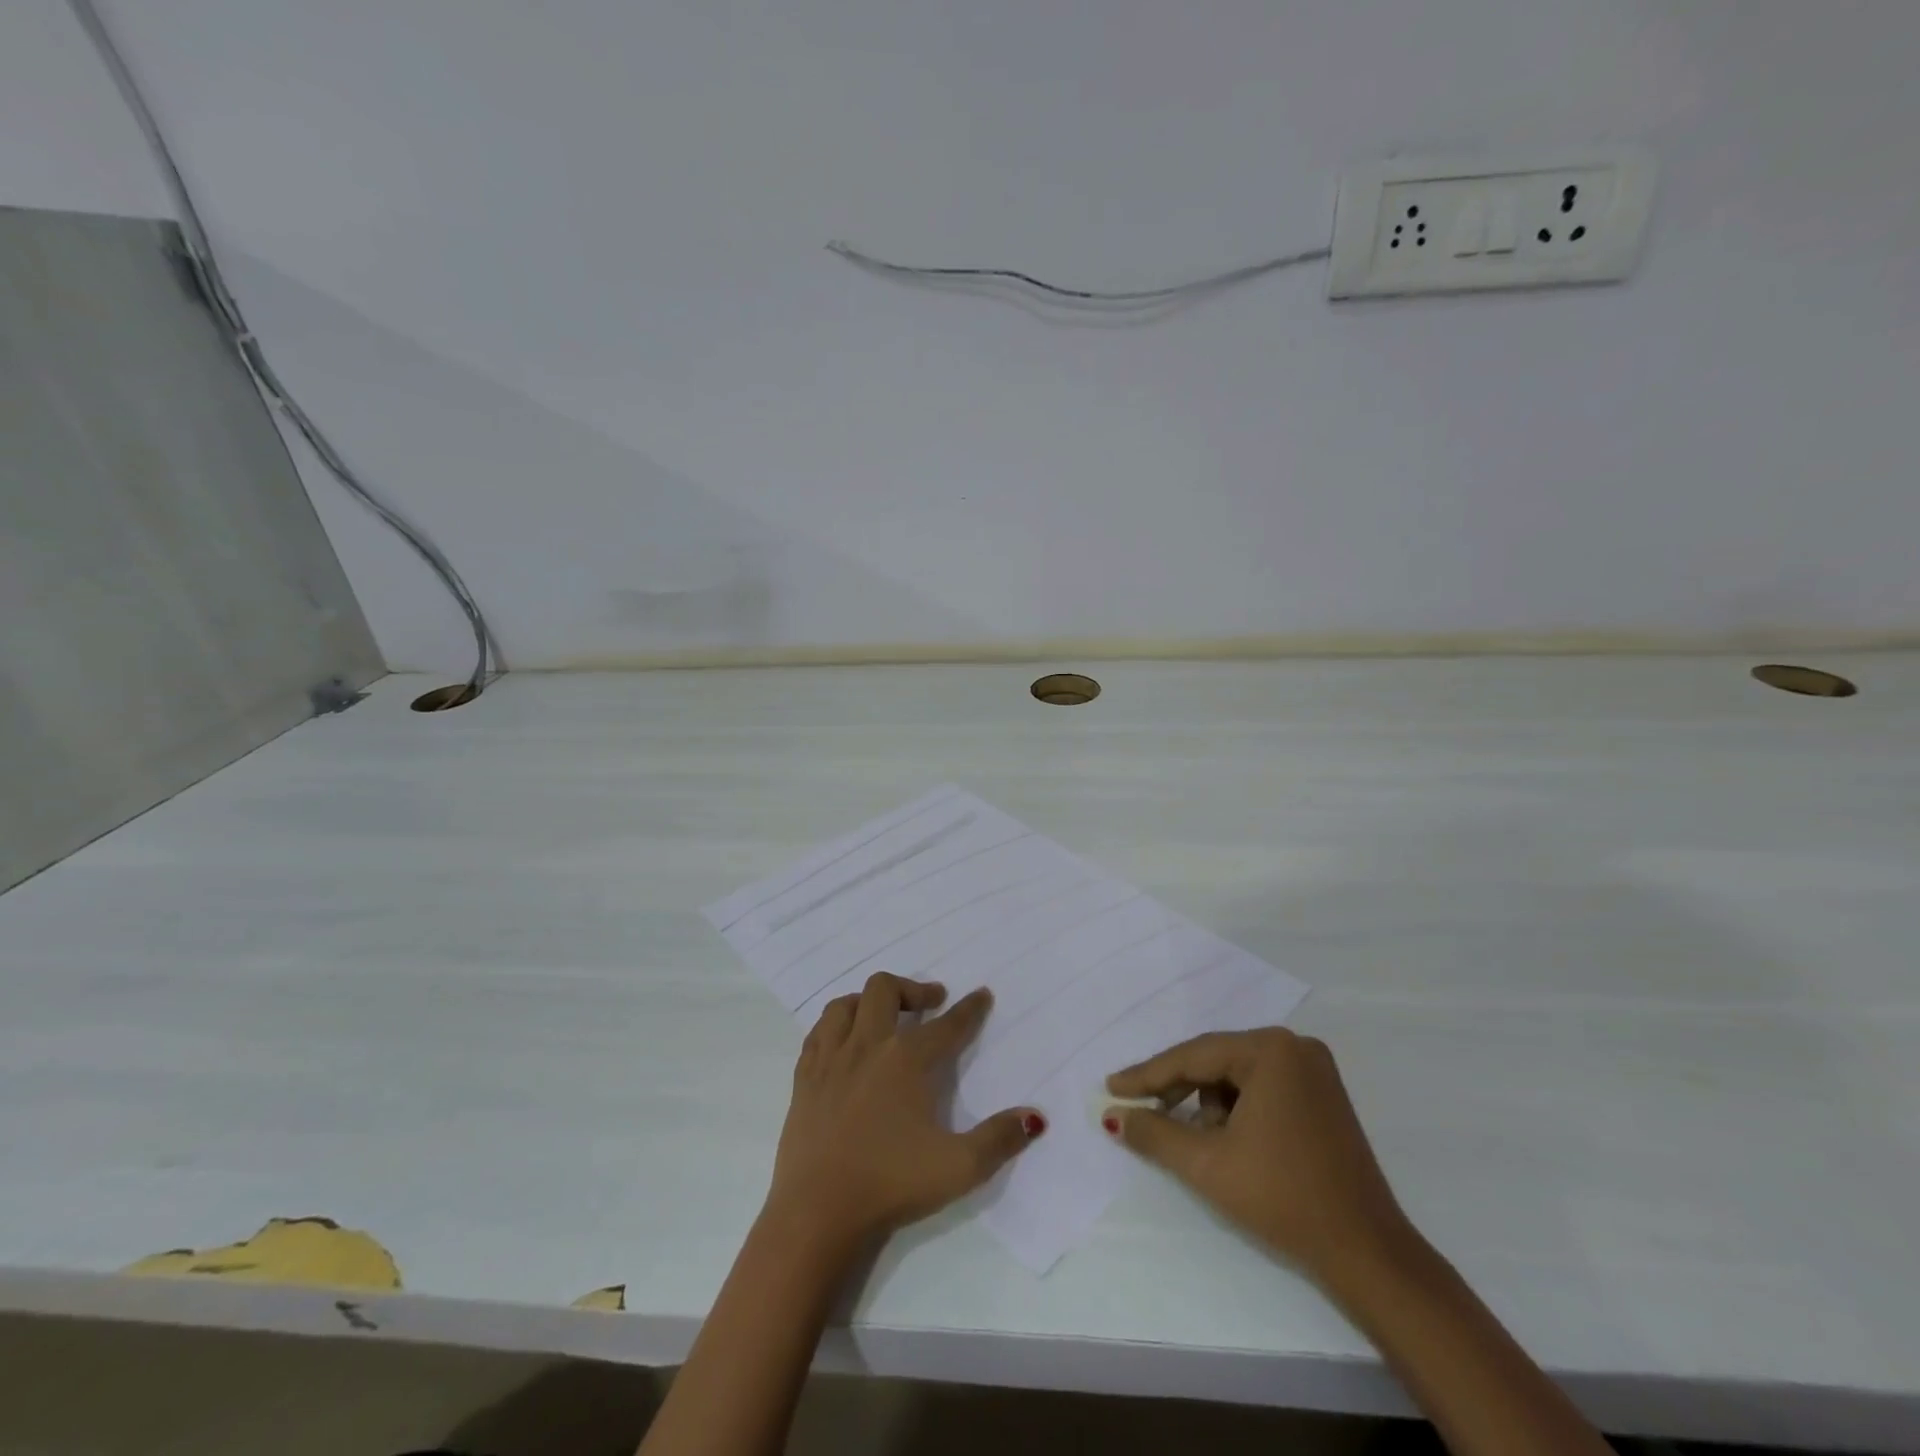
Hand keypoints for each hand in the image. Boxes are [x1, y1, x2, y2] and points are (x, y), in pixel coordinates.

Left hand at [766, 973, 1045, 1251]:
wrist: (817, 1213)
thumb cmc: (891, 1184)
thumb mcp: (959, 1168)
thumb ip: (999, 1139)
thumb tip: (1034, 1116)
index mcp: (906, 1060)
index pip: (947, 1025)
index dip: (969, 1009)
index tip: (982, 995)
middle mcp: (867, 1046)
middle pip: (885, 990)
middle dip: (913, 989)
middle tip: (932, 1003)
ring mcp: (830, 1059)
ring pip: (845, 1004)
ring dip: (868, 1000)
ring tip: (884, 1015)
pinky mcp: (803, 1078)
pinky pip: (818, 1032)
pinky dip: (836, 1025)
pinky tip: (843, 1041)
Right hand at [1105, 1028, 1410, 1283]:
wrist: (1367, 1254)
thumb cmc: (1282, 1199)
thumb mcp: (1207, 1164)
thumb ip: (1154, 1132)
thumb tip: (1114, 1115)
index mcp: (1270, 1050)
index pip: (1193, 1056)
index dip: (1147, 1075)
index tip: (1111, 1086)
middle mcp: (1294, 1046)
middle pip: (1215, 1061)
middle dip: (1177, 1088)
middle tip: (1139, 1108)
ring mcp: (1313, 1069)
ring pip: (1237, 1075)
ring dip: (1207, 1102)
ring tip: (1192, 1138)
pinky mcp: (1323, 1094)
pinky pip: (1262, 1087)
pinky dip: (1237, 1108)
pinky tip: (1226, 1138)